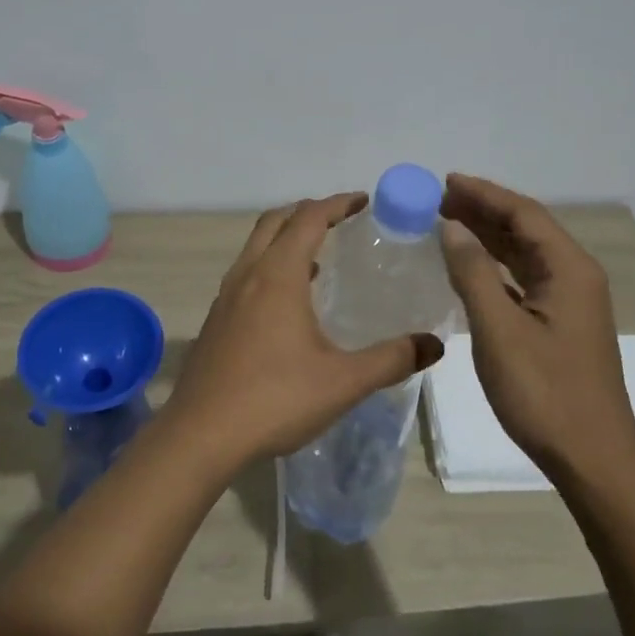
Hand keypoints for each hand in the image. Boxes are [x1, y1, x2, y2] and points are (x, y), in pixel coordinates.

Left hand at [166, 194, 445, 466]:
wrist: (201, 433)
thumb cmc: (274, 399)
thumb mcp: (343, 382)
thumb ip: (391, 359)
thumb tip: (433, 345)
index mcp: (278, 275)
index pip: (309, 218)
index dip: (338, 204)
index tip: (364, 201)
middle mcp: (248, 274)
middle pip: (276, 221)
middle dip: (308, 211)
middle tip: (341, 219)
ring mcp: (226, 296)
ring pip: (256, 246)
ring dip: (286, 238)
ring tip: (320, 256)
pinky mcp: (216, 319)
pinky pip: (246, 272)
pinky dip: (270, 265)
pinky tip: (289, 301)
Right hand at [437, 174, 634, 488]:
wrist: (592, 459)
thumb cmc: (545, 392)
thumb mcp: (499, 330)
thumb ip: (473, 273)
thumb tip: (450, 227)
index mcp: (570, 270)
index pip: (524, 214)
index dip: (484, 194)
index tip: (444, 181)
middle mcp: (575, 277)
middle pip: (526, 229)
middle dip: (483, 210)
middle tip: (437, 198)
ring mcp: (569, 303)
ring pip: (524, 254)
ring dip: (487, 236)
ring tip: (446, 221)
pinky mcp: (559, 325)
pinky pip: (523, 280)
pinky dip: (494, 266)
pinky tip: (468, 266)